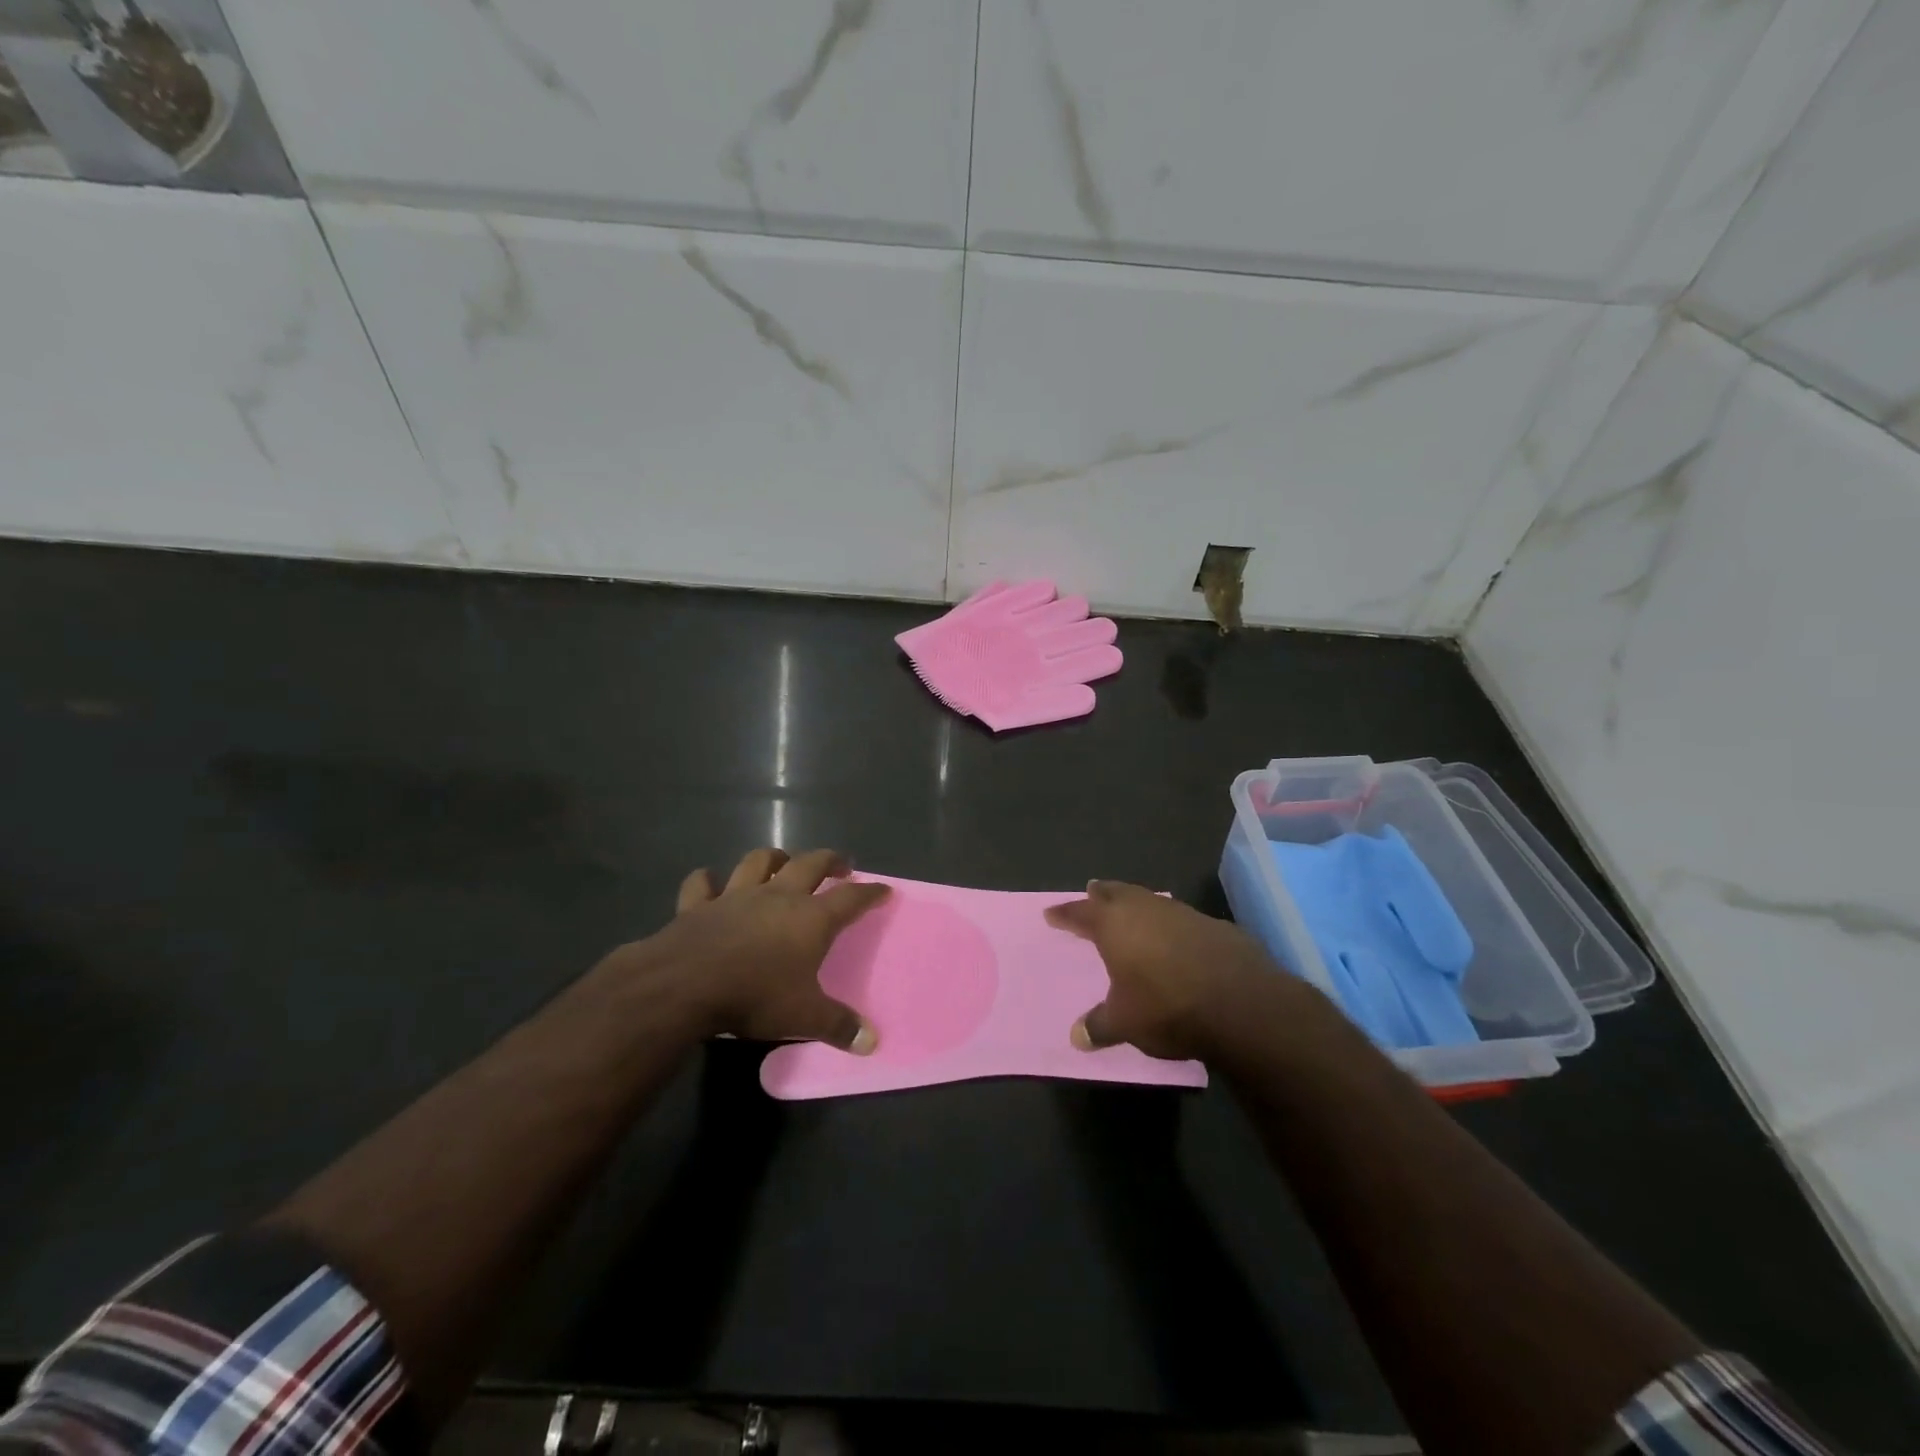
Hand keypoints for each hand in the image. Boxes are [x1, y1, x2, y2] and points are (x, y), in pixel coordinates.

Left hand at [633, 847, 889, 1051]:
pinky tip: (709, 881)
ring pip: (759, 862)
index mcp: (810, 919)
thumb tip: (872, 1042)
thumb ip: (839, 1026)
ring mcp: (736, 896)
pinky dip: (706, 880)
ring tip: (783, 862)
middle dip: (829, 860)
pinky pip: (702, 883)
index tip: (883, 889)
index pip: (851, 898)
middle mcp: (778, 897)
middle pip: (810, 864)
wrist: (686, 985)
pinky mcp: (699, 905)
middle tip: (841, 864)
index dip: (870, 893)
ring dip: (774, 858)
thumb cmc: (755, 995)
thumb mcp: (804, 1018)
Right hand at [1045, 880, 1282, 1059]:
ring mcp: (1182, 913)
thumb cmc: (1167, 1007)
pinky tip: (1175, 937)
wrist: (1241, 1004)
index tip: (1052, 914)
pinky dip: (1169, 924)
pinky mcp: (1214, 925)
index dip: (1065, 914)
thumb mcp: (1124, 1023)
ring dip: (1137, 904)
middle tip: (1091, 891)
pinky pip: (1181, 918)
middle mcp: (1145, 909)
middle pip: (1116, 892)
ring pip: (1150, 900)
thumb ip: (1099, 1026)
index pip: (1081, 912)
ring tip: (1130, 910)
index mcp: (1114, 924)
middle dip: (1102, 893)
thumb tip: (1077, 1037)